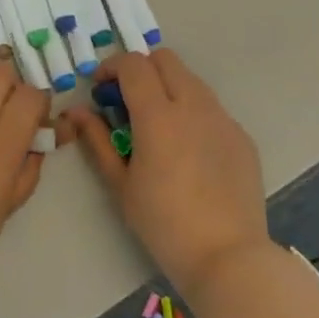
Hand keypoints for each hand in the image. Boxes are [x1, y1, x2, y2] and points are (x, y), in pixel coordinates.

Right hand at [58, 48, 268, 296]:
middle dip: (141, 69)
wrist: (228, 257)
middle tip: (127, 99)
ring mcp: (223, 119)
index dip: (111, 67)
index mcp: (159, 115)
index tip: (101, 89)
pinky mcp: (241, 136)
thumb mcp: (121, 184)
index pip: (133, 64)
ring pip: (191, 80)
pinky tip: (187, 149)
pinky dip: (192, 112)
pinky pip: (211, 108)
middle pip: (165, 59)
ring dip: (167, 86)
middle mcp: (194, 105)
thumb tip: (77, 112)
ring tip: (157, 124)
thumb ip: (97, 141)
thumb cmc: (164, 224)